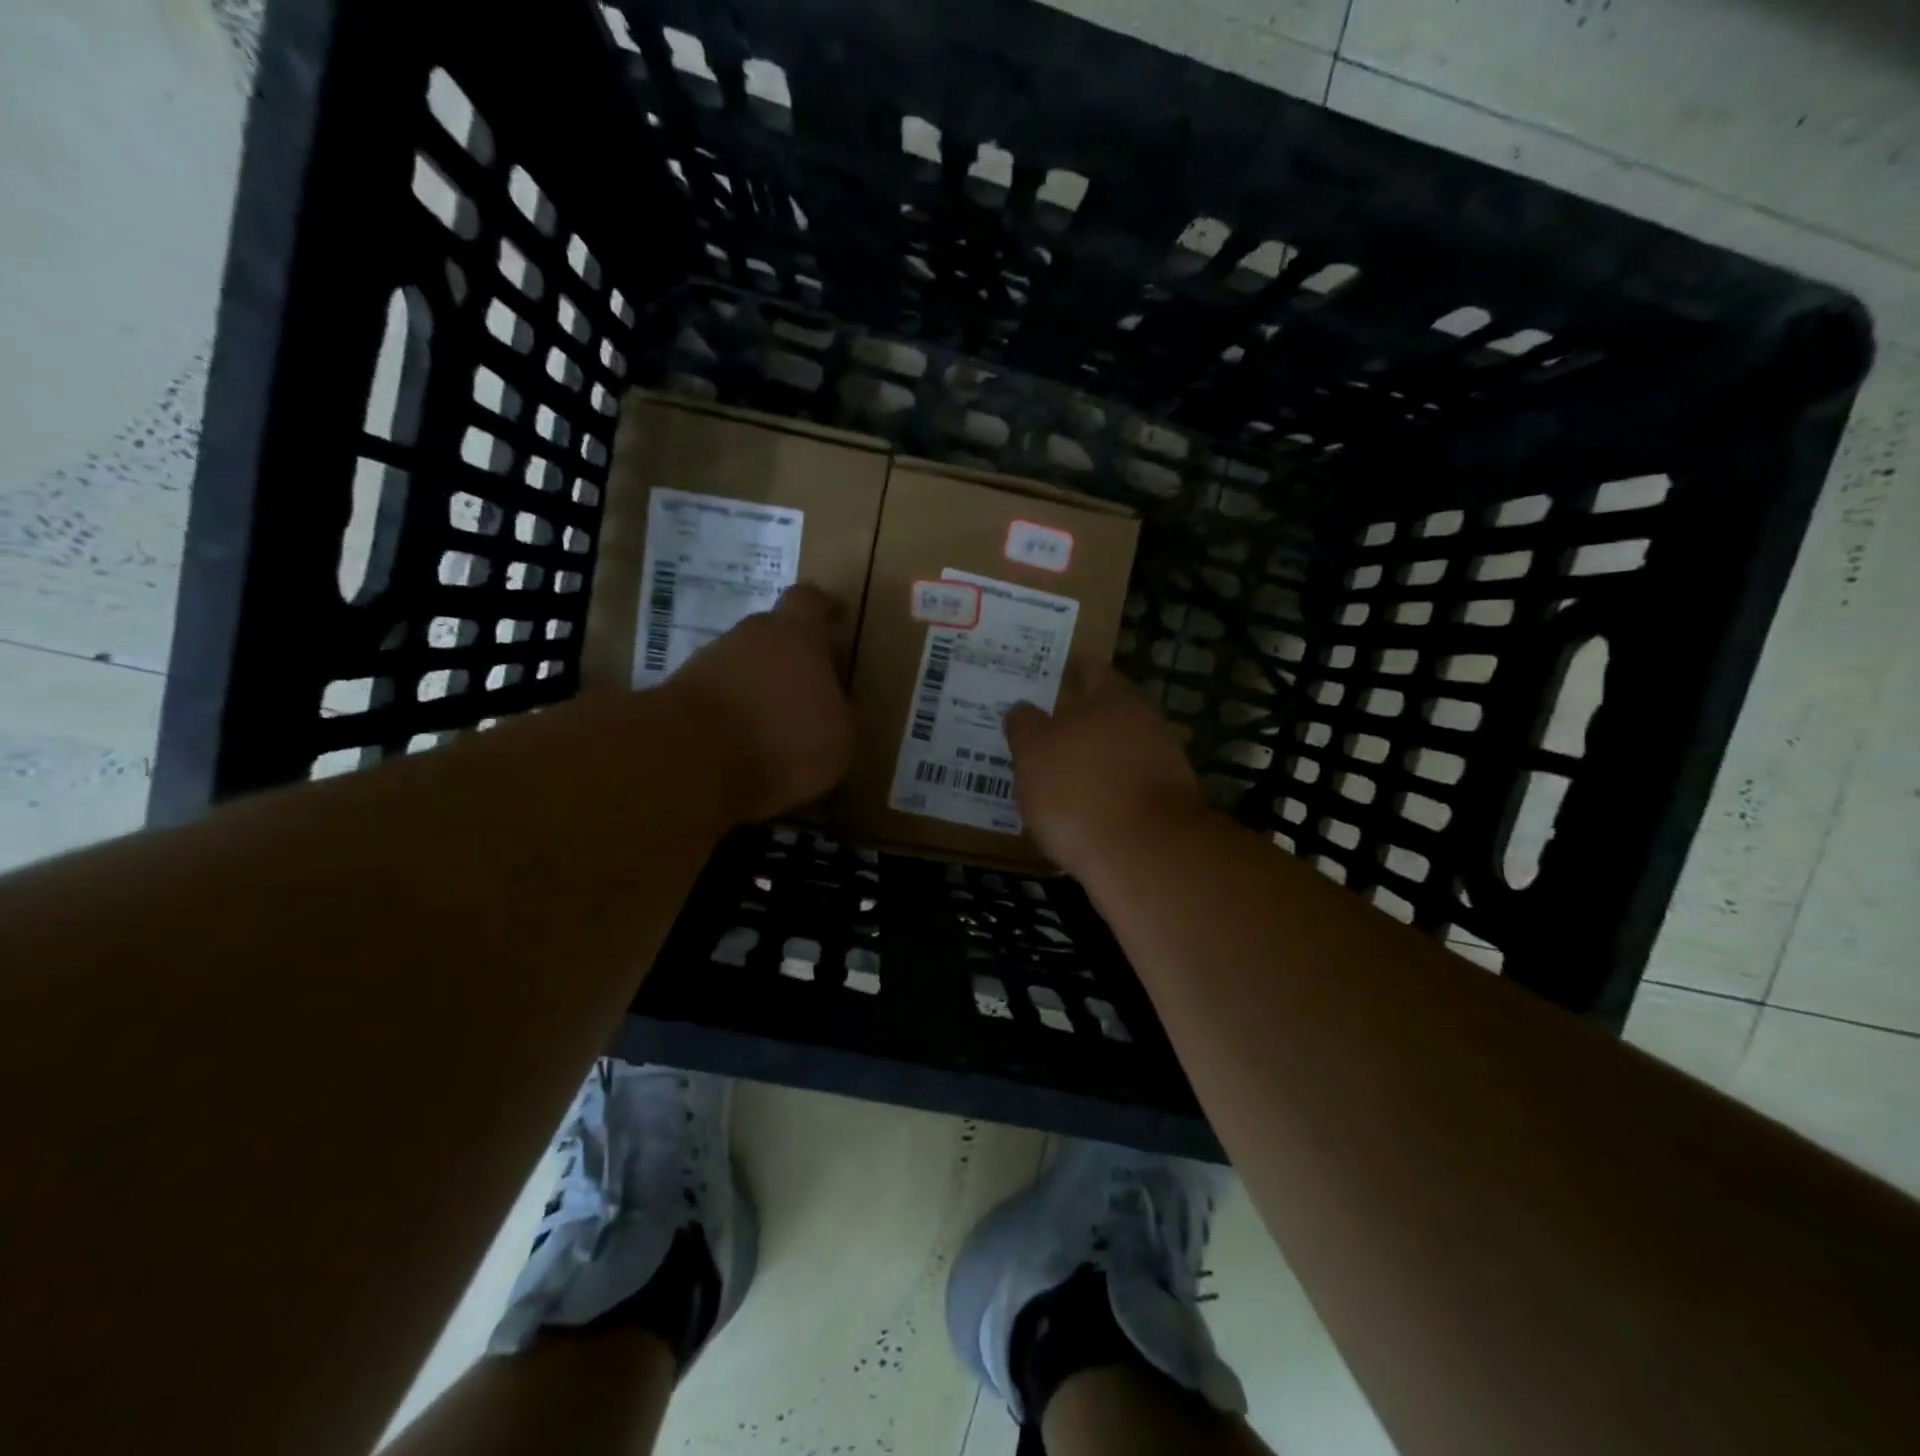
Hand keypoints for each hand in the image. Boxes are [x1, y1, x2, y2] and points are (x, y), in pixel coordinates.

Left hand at [667, 585, 853, 822]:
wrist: (693, 759)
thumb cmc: (784, 739)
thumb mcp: (838, 737)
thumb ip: (836, 712)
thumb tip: (830, 709)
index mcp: (797, 636)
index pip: (810, 602)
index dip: (822, 609)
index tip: (833, 618)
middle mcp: (750, 636)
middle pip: (771, 634)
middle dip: (786, 658)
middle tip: (803, 690)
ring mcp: (708, 662)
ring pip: (740, 666)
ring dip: (755, 689)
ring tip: (770, 728)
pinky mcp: (678, 693)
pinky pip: (716, 697)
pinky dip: (728, 715)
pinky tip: (741, 747)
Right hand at [1005, 665, 1204, 871]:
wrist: (1144, 855)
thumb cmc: (1080, 790)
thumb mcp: (1033, 752)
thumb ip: (1025, 725)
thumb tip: (1023, 710)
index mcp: (1113, 697)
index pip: (1089, 671)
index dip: (1064, 676)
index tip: (1040, 688)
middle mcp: (1145, 722)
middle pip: (1106, 714)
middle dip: (1077, 724)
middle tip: (1040, 738)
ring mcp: (1163, 764)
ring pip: (1118, 753)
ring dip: (1093, 763)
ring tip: (1056, 781)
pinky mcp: (1167, 806)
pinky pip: (1127, 790)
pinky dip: (1107, 796)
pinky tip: (1083, 815)